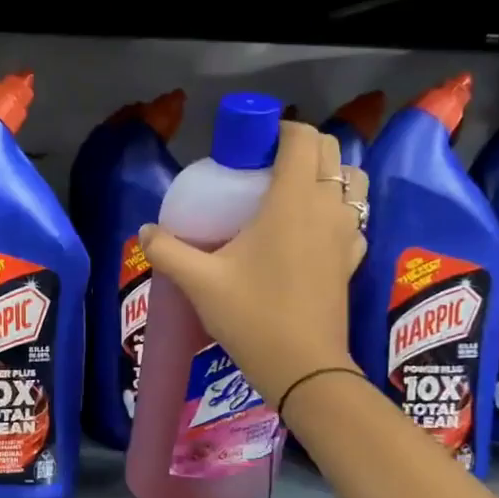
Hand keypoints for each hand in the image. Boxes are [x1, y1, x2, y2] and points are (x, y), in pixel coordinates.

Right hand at [140, 121, 365, 405]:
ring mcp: (347, 232)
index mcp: (293, 199)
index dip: (278, 130)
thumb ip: (168, 251)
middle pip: (330, 151)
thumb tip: (145, 231)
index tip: (249, 149)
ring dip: (326, 175)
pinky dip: (336, 210)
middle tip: (262, 170)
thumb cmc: (252, 316)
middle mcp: (328, 206)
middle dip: (300, 148)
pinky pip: (353, 217)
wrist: (302, 367)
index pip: (302, 137)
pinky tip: (308, 232)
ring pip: (351, 181)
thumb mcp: (199, 282)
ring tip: (290, 195)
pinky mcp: (353, 258)